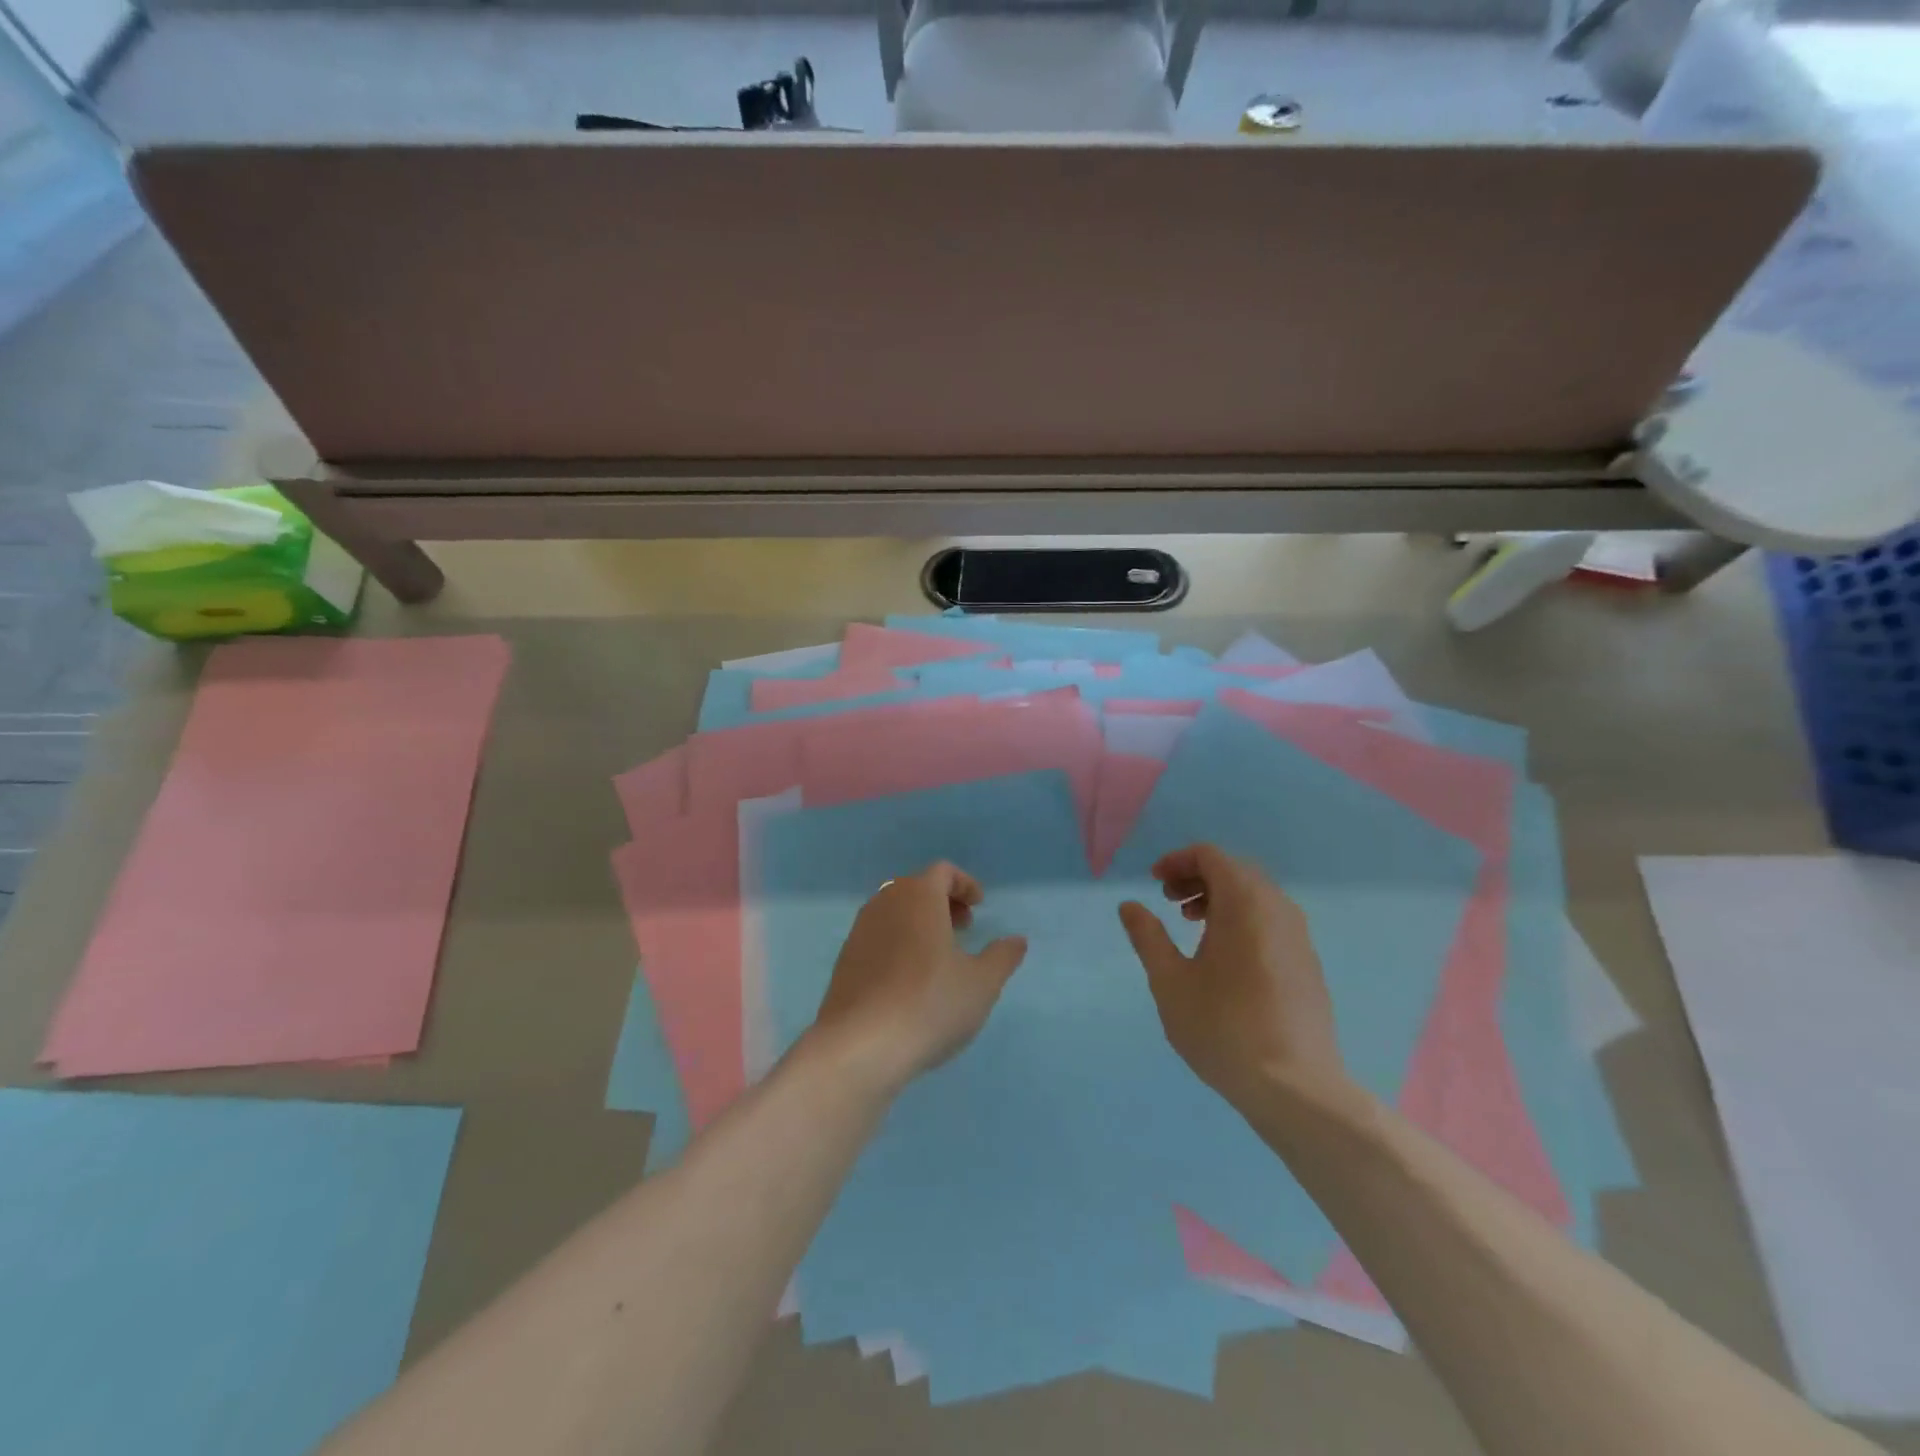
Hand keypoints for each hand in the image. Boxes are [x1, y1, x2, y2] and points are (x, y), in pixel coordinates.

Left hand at [809, 862, 1027, 1092]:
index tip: (979, 906)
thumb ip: (1002, 957)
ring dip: (919, 923)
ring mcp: (859, 931)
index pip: (942, 872)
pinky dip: (898, 943)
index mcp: (918, 897)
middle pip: (916, 888)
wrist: (861, 1045)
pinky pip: (878, 937)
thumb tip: (1016, 941)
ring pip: (894, 912)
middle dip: (943, 902)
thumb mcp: (982, 983)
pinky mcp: (845, 960)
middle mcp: (885, 903)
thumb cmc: (930, 1003)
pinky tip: (909, 980)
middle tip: (963, 928)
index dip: (964, 884)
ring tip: (939, 956)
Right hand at [1118, 844, 1348, 1112]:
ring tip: (1191, 926)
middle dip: (1197, 877)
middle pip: (1235, 870)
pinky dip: (1242, 919)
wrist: (1295, 1088)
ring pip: (1256, 895)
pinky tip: (1223, 957)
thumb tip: (1129, 906)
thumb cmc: (1223, 1028)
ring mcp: (1298, 937)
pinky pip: (1271, 920)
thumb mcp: (1170, 982)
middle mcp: (1277, 909)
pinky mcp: (1307, 963)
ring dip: (1220, 898)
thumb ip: (1147, 937)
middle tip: (1168, 902)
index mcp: (1244, 903)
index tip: (1154, 883)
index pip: (1211, 856)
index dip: (1178, 861)